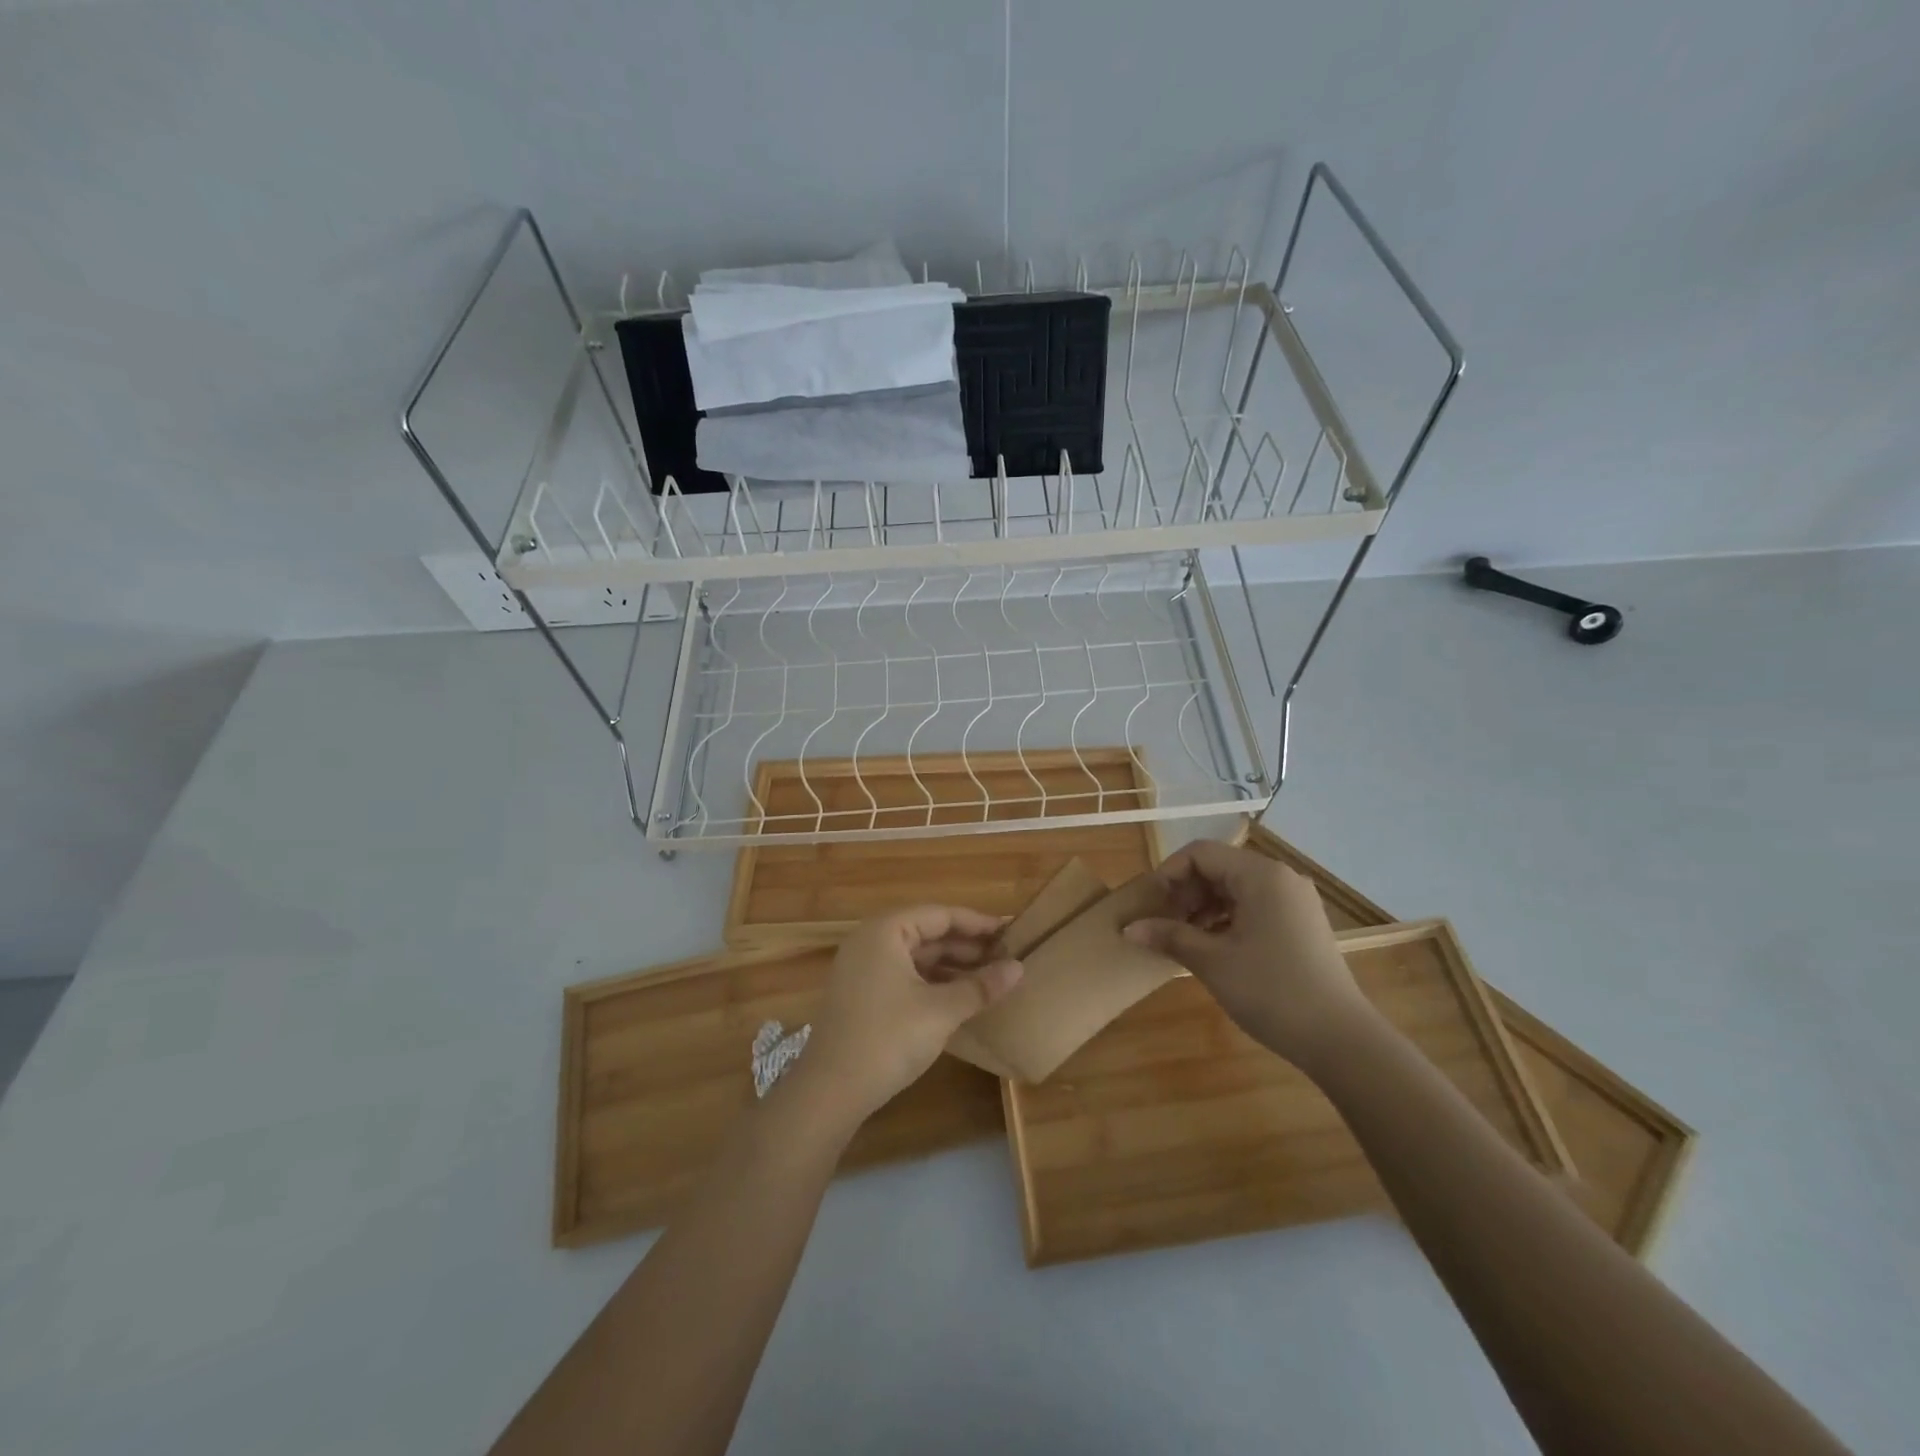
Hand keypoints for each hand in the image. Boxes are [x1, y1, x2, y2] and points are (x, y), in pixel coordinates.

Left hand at [792, 905, 1023, 1130]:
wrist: (830, 1090)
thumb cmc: (888, 1038)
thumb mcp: (941, 1010)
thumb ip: (980, 986)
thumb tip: (1019, 969)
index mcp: (886, 931)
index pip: (940, 915)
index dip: (977, 923)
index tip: (1011, 932)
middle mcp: (871, 940)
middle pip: (927, 933)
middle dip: (966, 946)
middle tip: (1005, 957)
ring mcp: (862, 968)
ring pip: (916, 956)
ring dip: (951, 965)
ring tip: (989, 978)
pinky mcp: (861, 994)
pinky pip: (904, 974)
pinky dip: (932, 981)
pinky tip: (958, 997)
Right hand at [1124, 838, 1373, 1070]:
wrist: (1340, 1040)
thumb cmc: (1271, 991)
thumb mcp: (1212, 962)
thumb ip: (1169, 936)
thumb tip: (1129, 928)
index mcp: (1261, 875)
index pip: (1200, 854)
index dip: (1168, 874)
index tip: (1150, 906)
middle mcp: (1280, 878)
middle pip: (1218, 867)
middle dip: (1185, 892)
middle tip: (1164, 926)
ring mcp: (1294, 901)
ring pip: (1235, 888)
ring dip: (1204, 907)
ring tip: (1184, 940)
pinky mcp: (1301, 923)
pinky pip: (1254, 906)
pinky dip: (1227, 919)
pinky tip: (1213, 948)